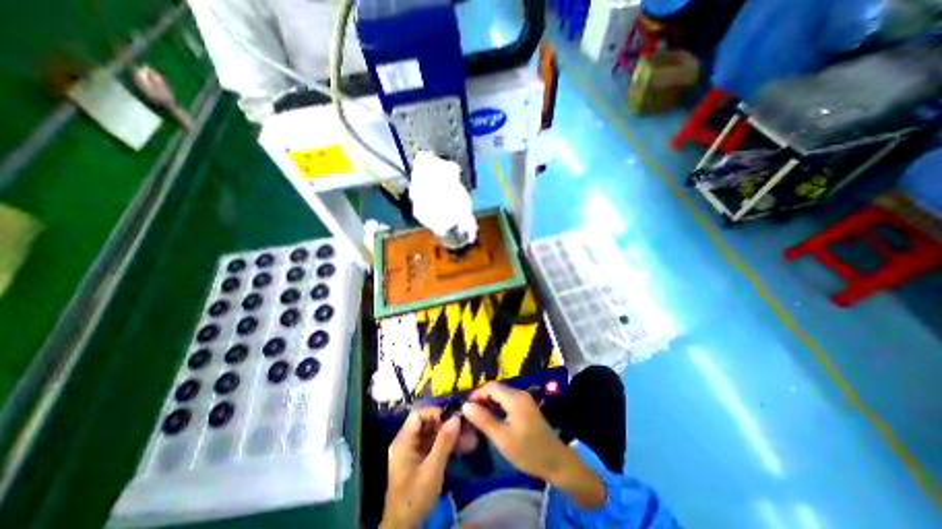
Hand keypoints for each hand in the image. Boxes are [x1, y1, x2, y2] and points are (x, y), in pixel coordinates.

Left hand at [378, 406, 460, 525]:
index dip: (435, 413)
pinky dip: (446, 444)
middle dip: (446, 423)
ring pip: (432, 434)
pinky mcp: (419, 460)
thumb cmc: (414, 497)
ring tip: (468, 436)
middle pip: (426, 423)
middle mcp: (407, 442)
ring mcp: (413, 452)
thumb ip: (444, 442)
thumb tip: (456, 418)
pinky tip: (461, 447)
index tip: (452, 418)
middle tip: (464, 427)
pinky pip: (433, 445)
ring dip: (449, 434)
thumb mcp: (432, 469)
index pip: (418, 415)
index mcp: (403, 441)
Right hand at [462, 383, 603, 510]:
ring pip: (501, 394)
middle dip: (481, 398)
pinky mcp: (526, 406)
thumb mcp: (503, 439)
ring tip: (477, 417)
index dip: (476, 394)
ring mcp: (524, 399)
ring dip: (488, 402)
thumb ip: (484, 420)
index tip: (464, 408)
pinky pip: (507, 400)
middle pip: (496, 389)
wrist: (557, 462)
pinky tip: (491, 418)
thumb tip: (465, 406)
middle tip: (469, 414)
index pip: (490, 387)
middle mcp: (519, 394)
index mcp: (515, 398)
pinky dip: (496, 406)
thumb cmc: (529, 452)